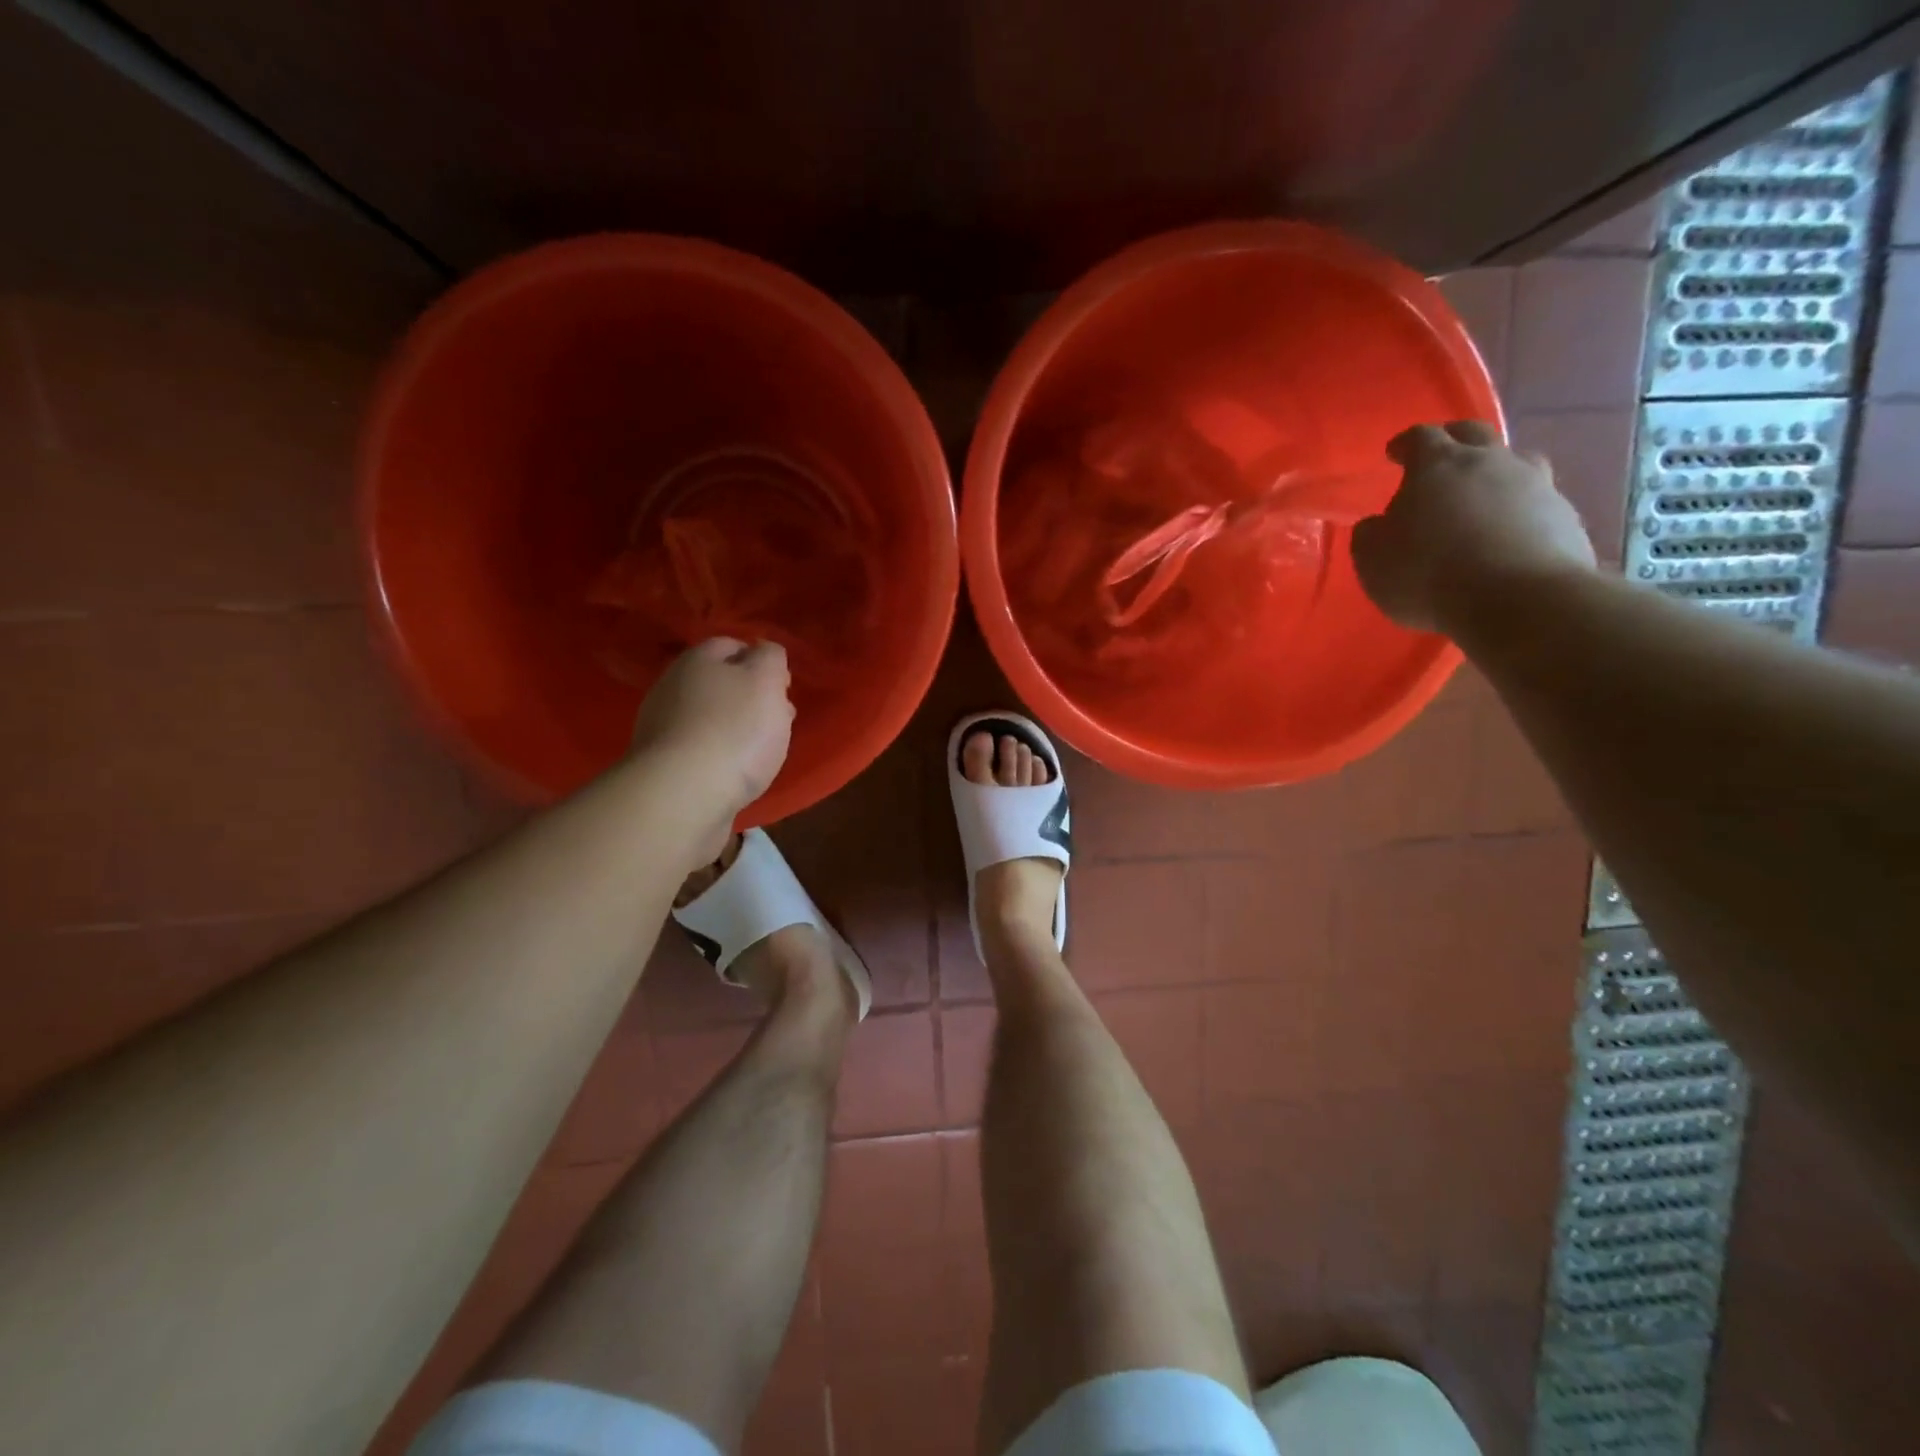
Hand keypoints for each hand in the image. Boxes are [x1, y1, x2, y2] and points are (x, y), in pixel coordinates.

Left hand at [630, 638, 793, 829]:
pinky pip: (700, 750)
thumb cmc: (735, 730)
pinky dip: (720, 755)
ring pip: (710, 717)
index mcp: (697, 660)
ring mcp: (663, 728)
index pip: (732, 645)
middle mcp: (673, 686)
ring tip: (763, 750)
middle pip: (719, 683)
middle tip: (779, 718)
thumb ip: (770, 657)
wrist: (684, 795)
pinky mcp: (663, 765)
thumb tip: (764, 651)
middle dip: (750, 696)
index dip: (761, 660)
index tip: (784, 686)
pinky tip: (736, 771)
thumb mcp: (766, 680)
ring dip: (736, 727)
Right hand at [1351, 421, 1597, 634]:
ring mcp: (1536, 486)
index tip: (1395, 452)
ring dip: (1496, 472)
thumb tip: (1378, 524)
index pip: (1420, 437)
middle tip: (1442, 456)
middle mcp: (1491, 462)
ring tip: (1483, 495)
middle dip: (1455, 439)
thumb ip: (1371, 534)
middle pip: (1475, 434)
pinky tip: (1508, 535)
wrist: (1518, 600)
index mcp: (1438, 465)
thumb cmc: (1428, 573)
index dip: (1405, 443)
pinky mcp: (1565, 517)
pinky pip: (1537, 503)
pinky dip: (1519, 511)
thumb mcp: (1373, 559)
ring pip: (1516, 463)